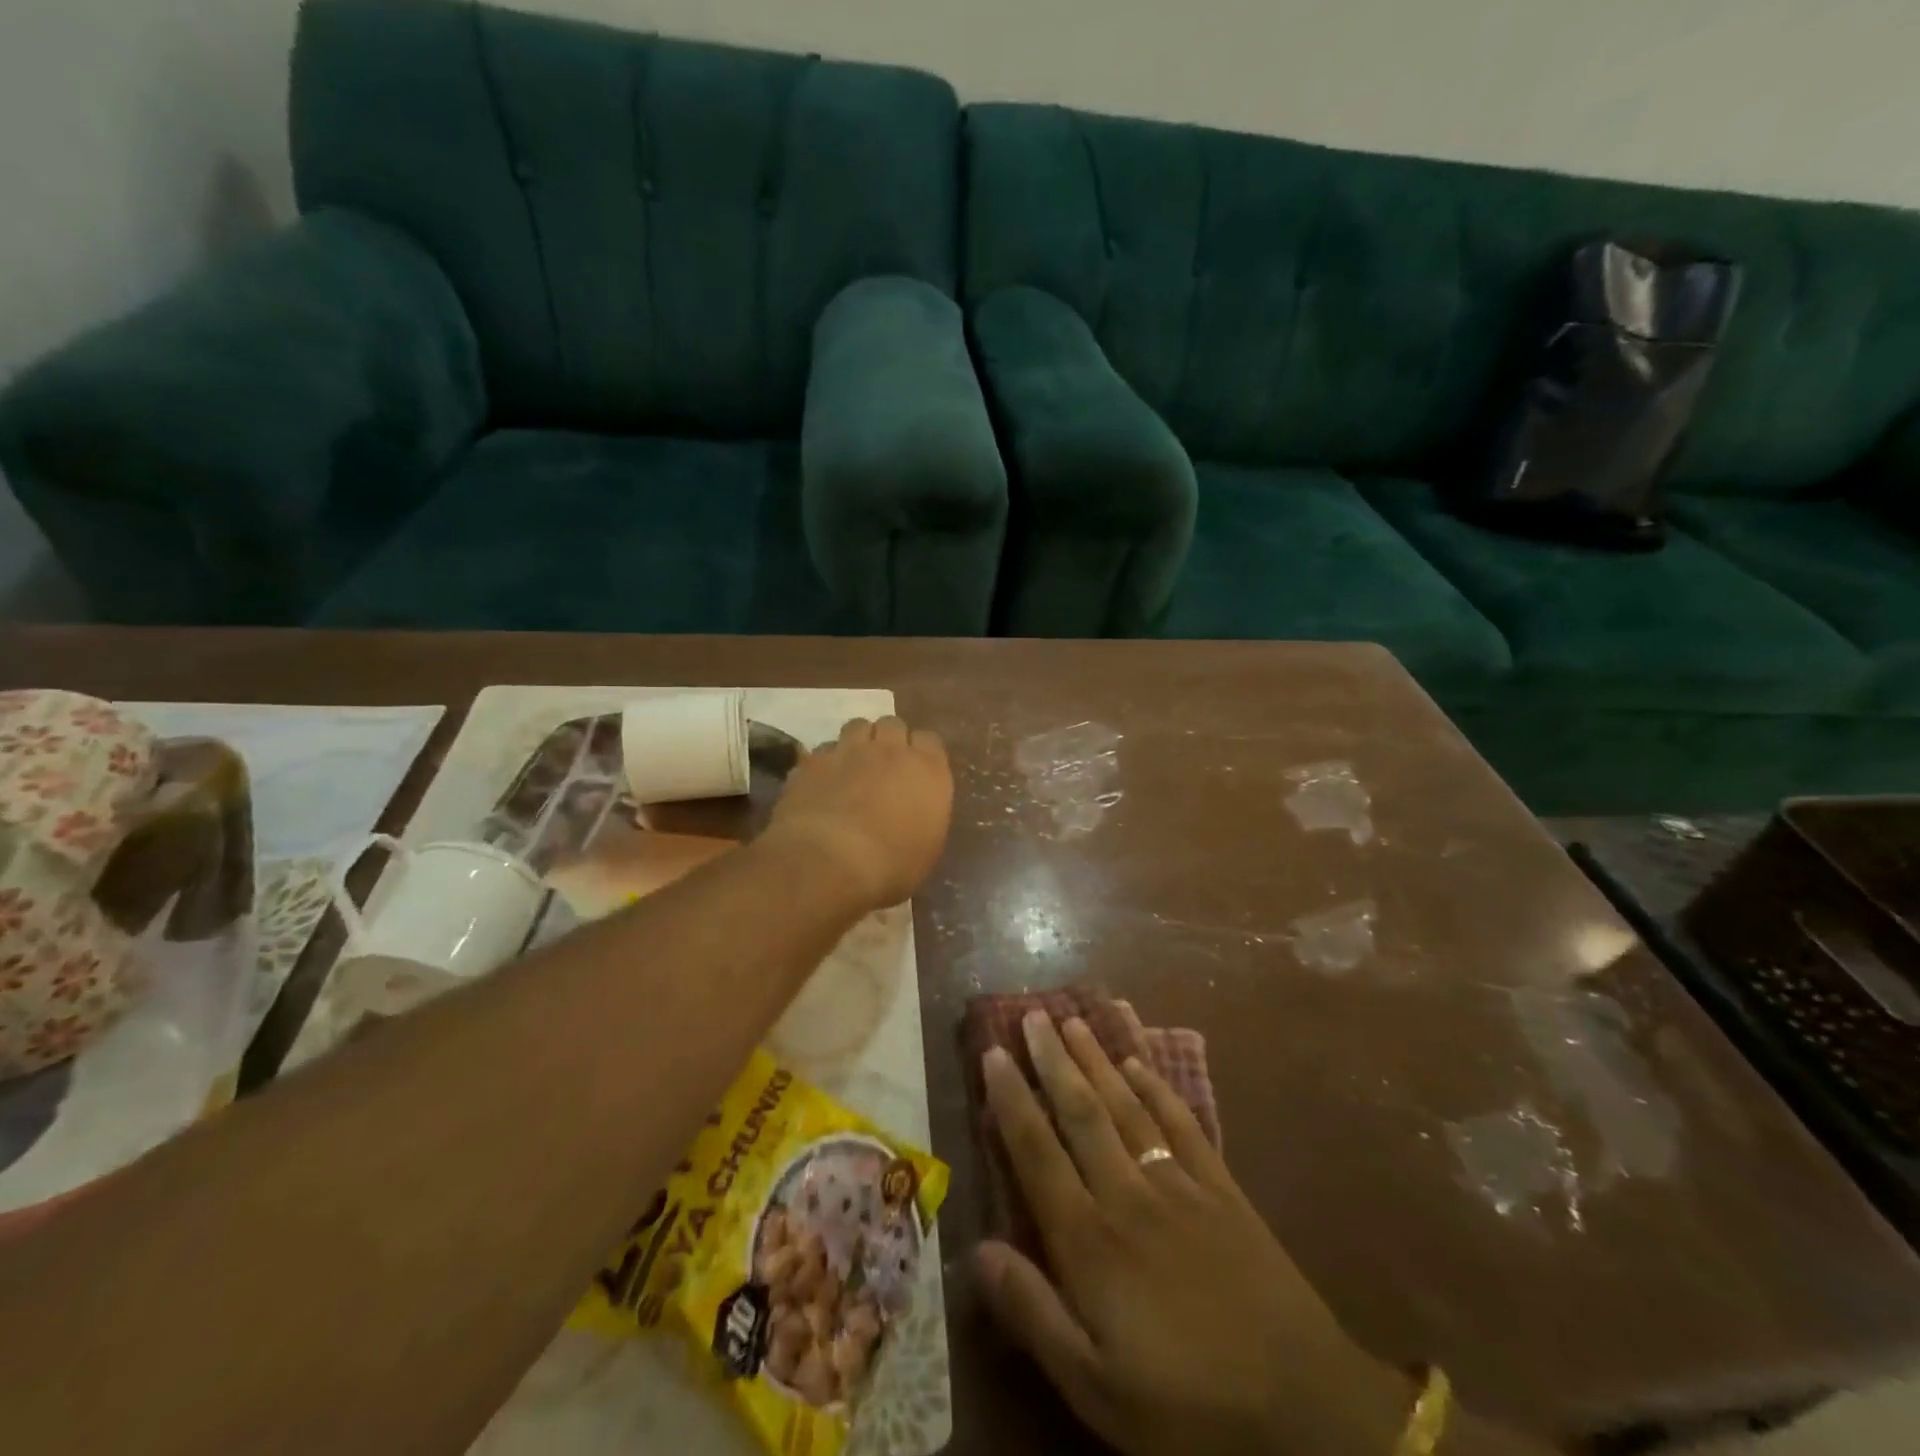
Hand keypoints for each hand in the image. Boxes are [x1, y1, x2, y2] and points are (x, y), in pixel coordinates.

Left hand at [767, 716, 952, 910]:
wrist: (829, 863)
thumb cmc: (891, 866)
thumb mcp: (926, 849)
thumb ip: (926, 816)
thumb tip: (916, 811)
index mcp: (927, 770)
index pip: (929, 740)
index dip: (921, 753)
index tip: (917, 772)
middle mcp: (890, 750)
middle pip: (892, 725)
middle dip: (889, 740)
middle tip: (884, 766)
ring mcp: (848, 750)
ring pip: (857, 726)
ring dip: (858, 742)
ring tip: (852, 766)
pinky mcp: (812, 761)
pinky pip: (823, 750)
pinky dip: (826, 762)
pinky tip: (822, 783)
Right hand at [978, 1013, 1413, 1455]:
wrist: (1304, 1410)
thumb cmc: (1187, 1408)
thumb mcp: (1096, 1389)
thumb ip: (1034, 1314)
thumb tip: (977, 1249)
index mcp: (1090, 1241)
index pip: (1037, 1153)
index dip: (1012, 1100)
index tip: (993, 1053)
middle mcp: (1127, 1194)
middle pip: (1081, 1113)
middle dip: (1052, 1061)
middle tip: (1032, 1015)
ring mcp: (1178, 1184)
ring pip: (1126, 1106)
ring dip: (1096, 1060)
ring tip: (1073, 1021)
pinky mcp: (1221, 1188)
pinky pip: (1181, 1123)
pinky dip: (1156, 1087)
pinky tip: (1138, 1061)